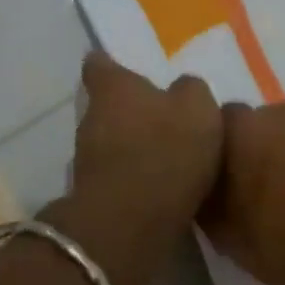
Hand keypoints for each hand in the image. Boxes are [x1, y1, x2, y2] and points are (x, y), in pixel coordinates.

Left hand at [43, 52, 221, 284]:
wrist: (132, 219)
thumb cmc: (167, 149)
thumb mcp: (199, 109)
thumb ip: (191, 91)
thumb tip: (183, 88)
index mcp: (114, 88)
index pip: (99, 65)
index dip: (107, 65)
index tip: (117, 67)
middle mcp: (91, 117)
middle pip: (103, 106)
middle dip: (127, 111)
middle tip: (157, 117)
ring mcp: (85, 158)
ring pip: (106, 141)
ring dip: (128, 146)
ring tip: (161, 156)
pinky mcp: (92, 194)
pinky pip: (114, 176)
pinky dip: (129, 177)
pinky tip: (155, 187)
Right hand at [201, 100, 284, 284]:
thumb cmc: (282, 244)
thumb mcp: (223, 233)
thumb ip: (205, 198)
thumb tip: (203, 185)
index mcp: (242, 128)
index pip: (214, 123)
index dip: (215, 150)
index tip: (217, 177)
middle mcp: (282, 114)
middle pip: (258, 125)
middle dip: (254, 149)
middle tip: (253, 188)